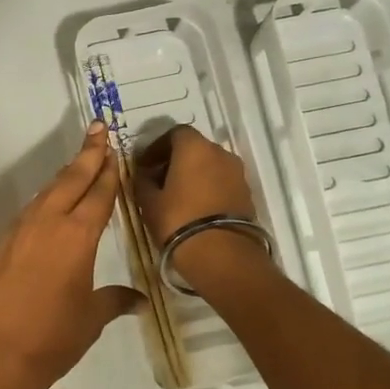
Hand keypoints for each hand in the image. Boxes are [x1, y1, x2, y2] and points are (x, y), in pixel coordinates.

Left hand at [0, 122, 142, 388]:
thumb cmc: (52, 338)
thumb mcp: (91, 319)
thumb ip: (115, 300)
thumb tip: (138, 300)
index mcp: (77, 236)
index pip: (98, 194)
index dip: (108, 170)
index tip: (114, 148)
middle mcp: (48, 223)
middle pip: (71, 180)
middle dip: (87, 154)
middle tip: (98, 129)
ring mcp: (20, 231)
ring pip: (47, 192)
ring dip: (65, 175)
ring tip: (80, 162)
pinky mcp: (2, 245)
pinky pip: (30, 211)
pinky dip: (45, 199)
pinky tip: (50, 204)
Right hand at [133, 125, 271, 289]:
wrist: (222, 255)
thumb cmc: (178, 220)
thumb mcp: (149, 202)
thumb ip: (143, 181)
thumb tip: (144, 174)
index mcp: (194, 147)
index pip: (174, 133)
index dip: (157, 147)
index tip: (145, 165)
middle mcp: (220, 152)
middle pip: (195, 148)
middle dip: (176, 160)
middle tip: (159, 180)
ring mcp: (237, 173)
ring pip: (210, 165)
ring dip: (194, 174)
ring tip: (177, 196)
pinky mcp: (247, 194)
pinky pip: (222, 182)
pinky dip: (208, 187)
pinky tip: (195, 207)